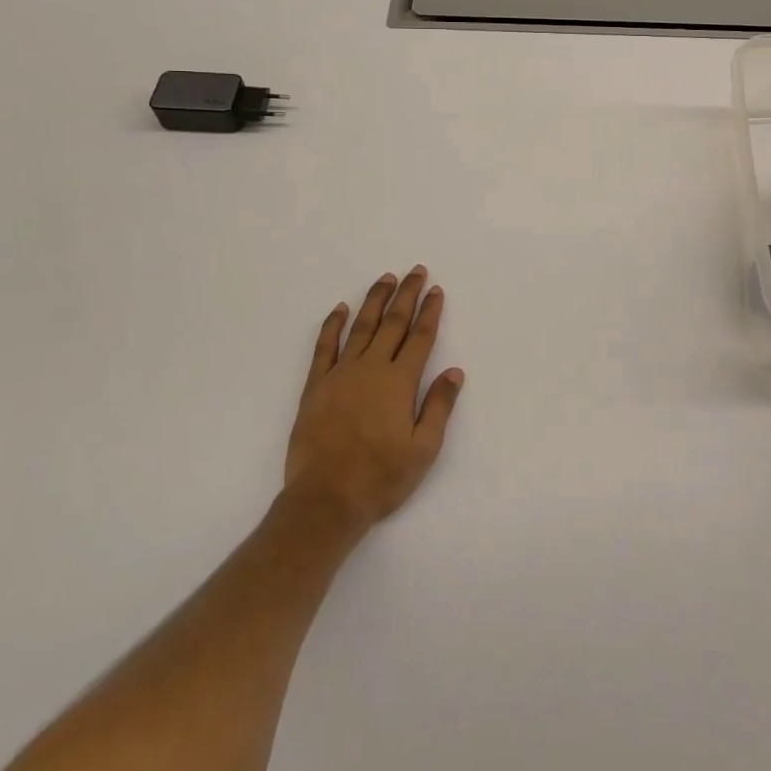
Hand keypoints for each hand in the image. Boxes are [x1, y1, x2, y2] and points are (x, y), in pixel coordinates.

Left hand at [283, 267, 463, 539]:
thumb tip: (455, 372)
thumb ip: (439, 406)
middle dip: (406, 294)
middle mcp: (371, 368)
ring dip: (375, 300)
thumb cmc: (380, 477)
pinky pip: (325, 347)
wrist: (325, 500)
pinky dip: (332, 325)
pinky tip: (340, 309)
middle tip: (416, 270)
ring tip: (386, 278)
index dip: (429, 312)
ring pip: (361, 327)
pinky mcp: (316, 386)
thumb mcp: (423, 449)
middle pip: (393, 323)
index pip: (419, 338)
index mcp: (399, 382)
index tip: (435, 290)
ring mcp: (340, 374)